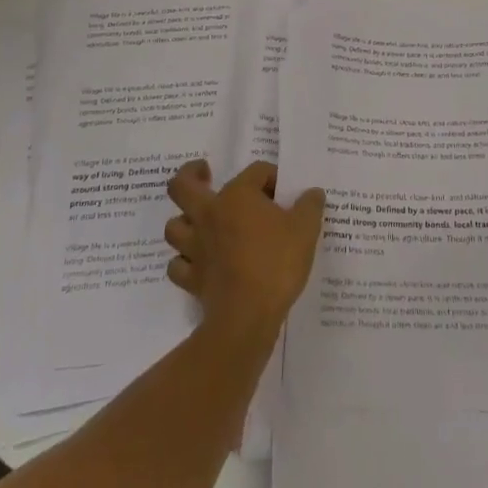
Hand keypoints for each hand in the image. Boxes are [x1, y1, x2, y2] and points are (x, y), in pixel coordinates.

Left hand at [163, 159, 324, 336]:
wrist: (247, 316)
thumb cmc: (277, 263)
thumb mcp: (306, 229)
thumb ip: (310, 206)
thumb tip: (313, 193)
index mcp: (237, 196)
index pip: (255, 171)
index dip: (272, 177)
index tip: (285, 194)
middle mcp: (209, 214)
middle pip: (182, 186)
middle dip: (191, 175)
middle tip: (205, 174)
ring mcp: (195, 247)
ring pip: (174, 226)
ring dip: (184, 222)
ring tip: (200, 223)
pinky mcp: (191, 278)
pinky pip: (177, 265)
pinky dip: (184, 261)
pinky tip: (198, 263)